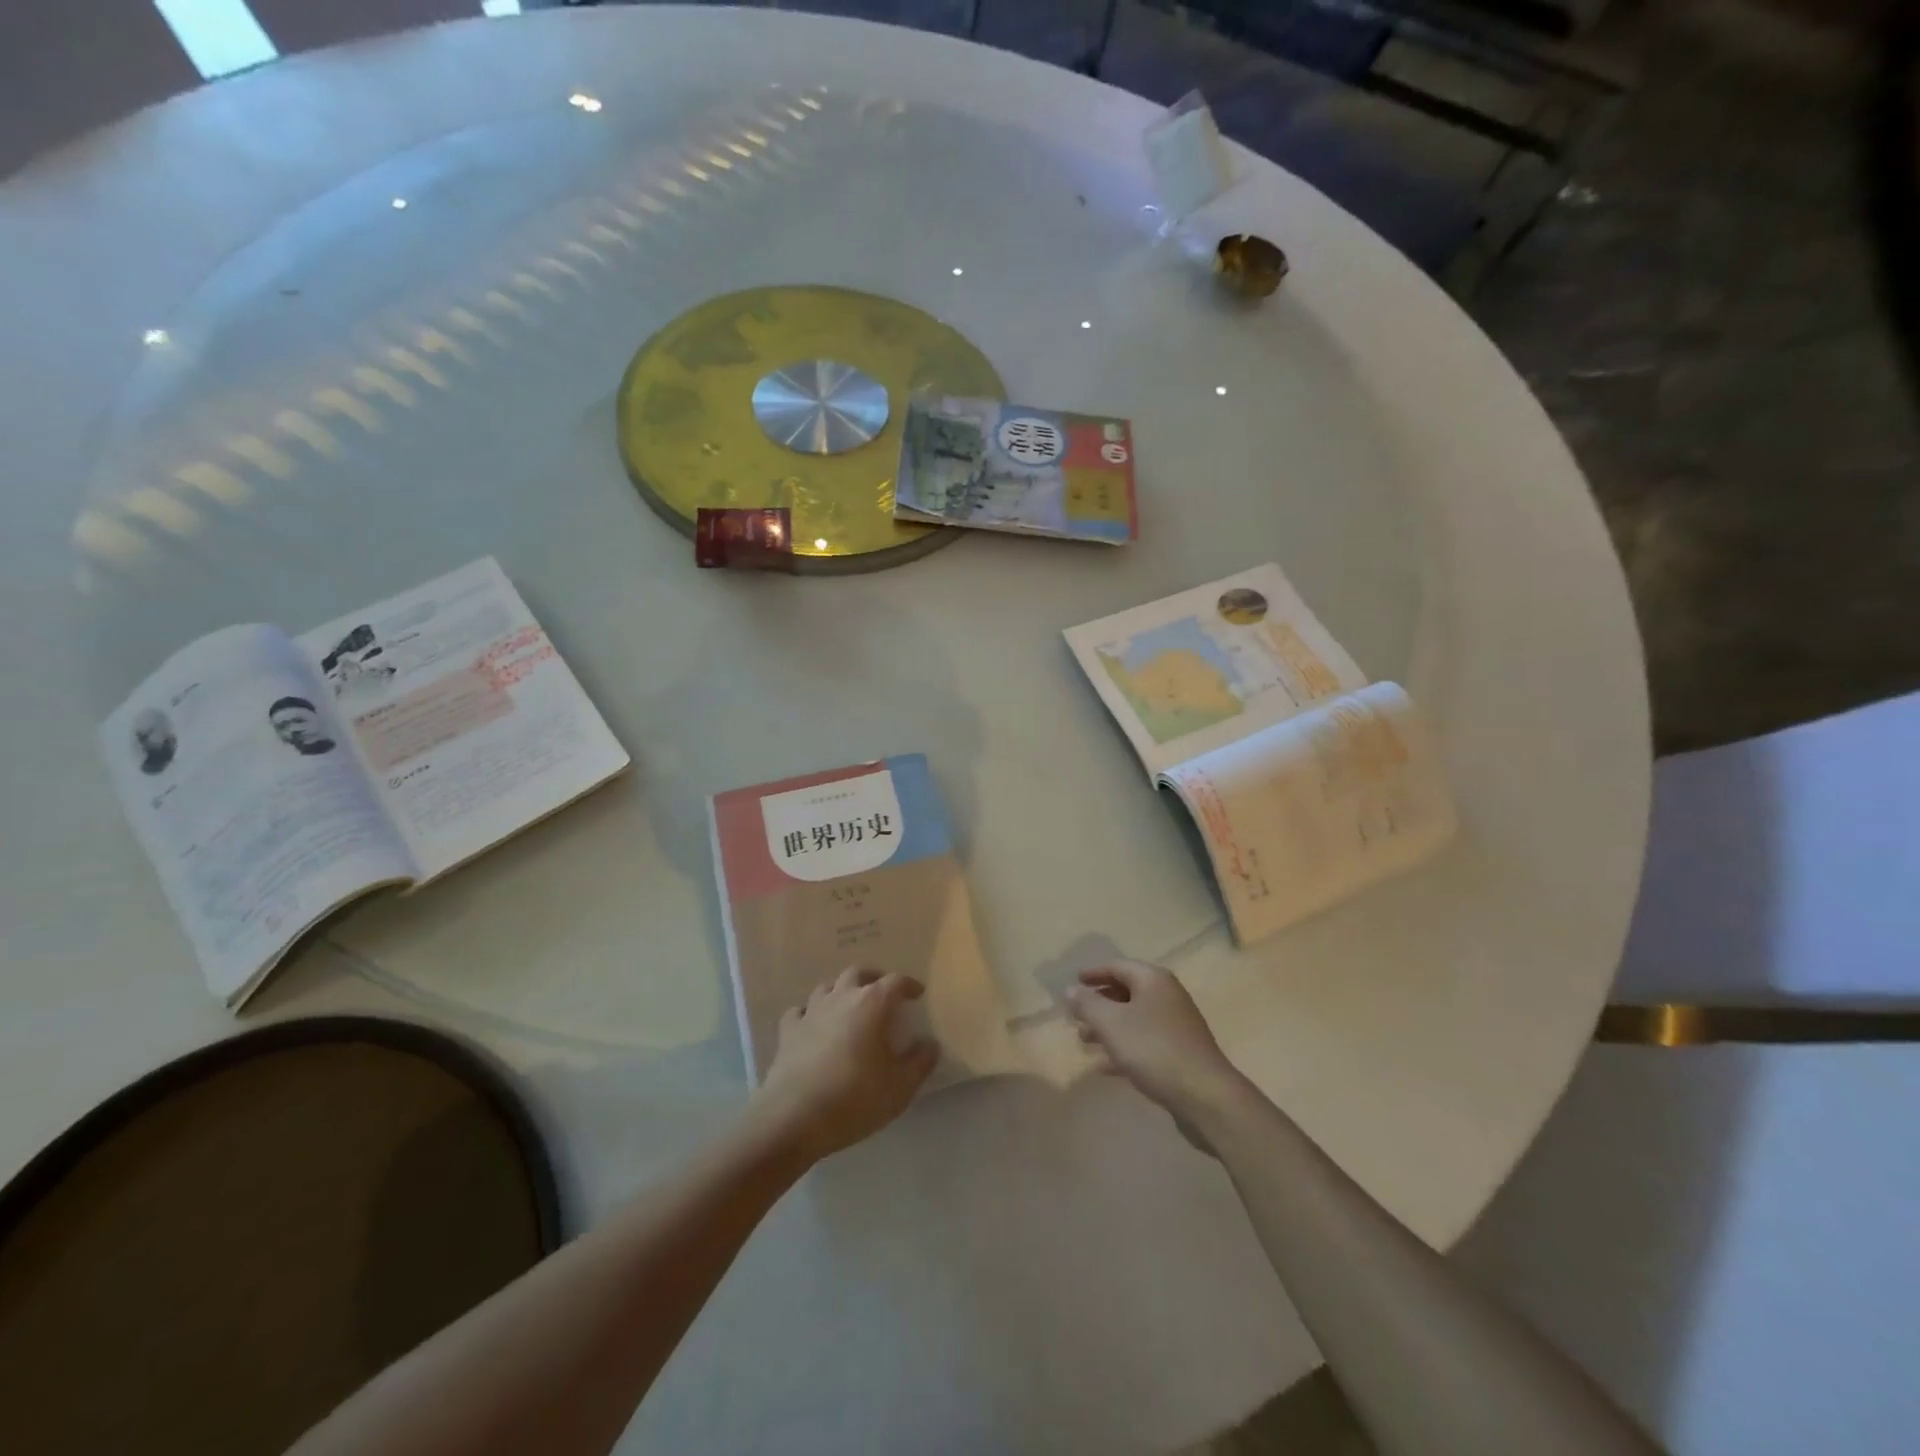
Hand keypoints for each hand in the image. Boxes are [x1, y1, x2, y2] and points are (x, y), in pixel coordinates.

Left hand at [752, 968, 938, 1163]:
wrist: (794, 1118)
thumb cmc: (854, 1099)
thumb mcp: (900, 1087)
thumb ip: (920, 1062)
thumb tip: (930, 1044)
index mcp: (872, 1005)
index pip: (895, 982)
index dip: (909, 985)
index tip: (917, 993)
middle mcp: (841, 998)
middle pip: (857, 974)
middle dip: (873, 979)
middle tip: (883, 994)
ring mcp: (811, 1012)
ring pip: (827, 988)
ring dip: (841, 992)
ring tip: (849, 1007)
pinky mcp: (788, 1032)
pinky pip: (799, 1011)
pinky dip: (809, 1013)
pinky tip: (813, 1026)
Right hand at [1067, 961, 1244, 1123]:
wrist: (1205, 1096)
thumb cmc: (1153, 1049)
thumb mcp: (1111, 1023)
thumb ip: (1087, 1004)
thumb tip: (1071, 989)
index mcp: (1153, 980)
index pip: (1117, 966)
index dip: (1093, 973)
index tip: (1074, 983)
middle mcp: (1167, 996)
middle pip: (1126, 992)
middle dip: (1099, 1004)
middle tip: (1075, 1016)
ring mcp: (1176, 1025)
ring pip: (1134, 1019)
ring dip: (1108, 1028)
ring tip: (1084, 1041)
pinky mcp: (1180, 1053)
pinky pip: (1144, 1043)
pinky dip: (1123, 1048)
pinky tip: (1104, 1067)